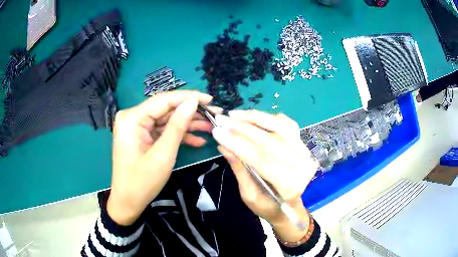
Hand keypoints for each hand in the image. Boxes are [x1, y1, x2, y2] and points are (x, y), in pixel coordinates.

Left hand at [107, 91, 215, 225]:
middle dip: (191, 113)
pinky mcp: (142, 136)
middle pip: (166, 109)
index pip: (164, 100)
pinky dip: (178, 135)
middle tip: (215, 114)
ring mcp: (137, 127)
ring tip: (211, 127)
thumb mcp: (163, 154)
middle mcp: (132, 117)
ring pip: (166, 120)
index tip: (210, 99)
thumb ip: (177, 125)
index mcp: (132, 118)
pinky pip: (162, 131)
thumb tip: (192, 102)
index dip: (188, 97)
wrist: (128, 202)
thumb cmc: (142, 181)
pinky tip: (198, 141)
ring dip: (188, 125)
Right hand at [212, 110, 317, 241]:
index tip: (217, 131)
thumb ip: (239, 169)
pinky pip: (287, 124)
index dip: (238, 143)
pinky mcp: (304, 144)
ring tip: (234, 115)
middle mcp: (302, 165)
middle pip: (270, 140)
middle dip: (242, 128)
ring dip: (255, 118)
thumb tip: (223, 145)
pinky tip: (254, 116)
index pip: (261, 158)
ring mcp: (305, 152)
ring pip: (280, 127)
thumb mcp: (249, 195)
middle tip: (221, 119)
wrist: (291, 205)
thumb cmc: (269, 206)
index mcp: (289, 185)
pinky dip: (270, 118)